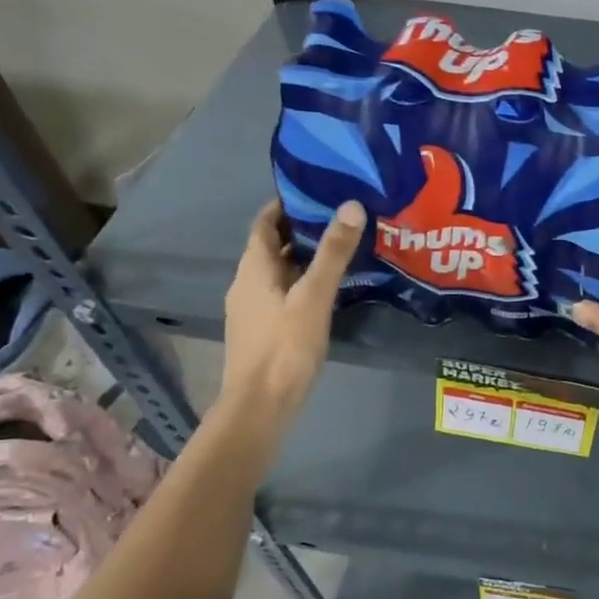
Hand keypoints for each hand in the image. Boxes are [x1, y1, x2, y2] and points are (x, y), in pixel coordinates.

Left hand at [223, 199, 365, 411]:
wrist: (260, 406)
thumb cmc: (285, 347)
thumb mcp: (314, 296)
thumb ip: (333, 253)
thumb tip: (351, 205)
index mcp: (253, 269)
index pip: (264, 224)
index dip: (285, 205)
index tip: (316, 192)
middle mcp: (246, 284)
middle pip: (271, 247)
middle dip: (300, 230)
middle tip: (338, 218)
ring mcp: (252, 309)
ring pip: (277, 272)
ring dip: (302, 257)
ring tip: (339, 249)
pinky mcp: (262, 330)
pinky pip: (281, 293)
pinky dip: (301, 282)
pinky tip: (326, 290)